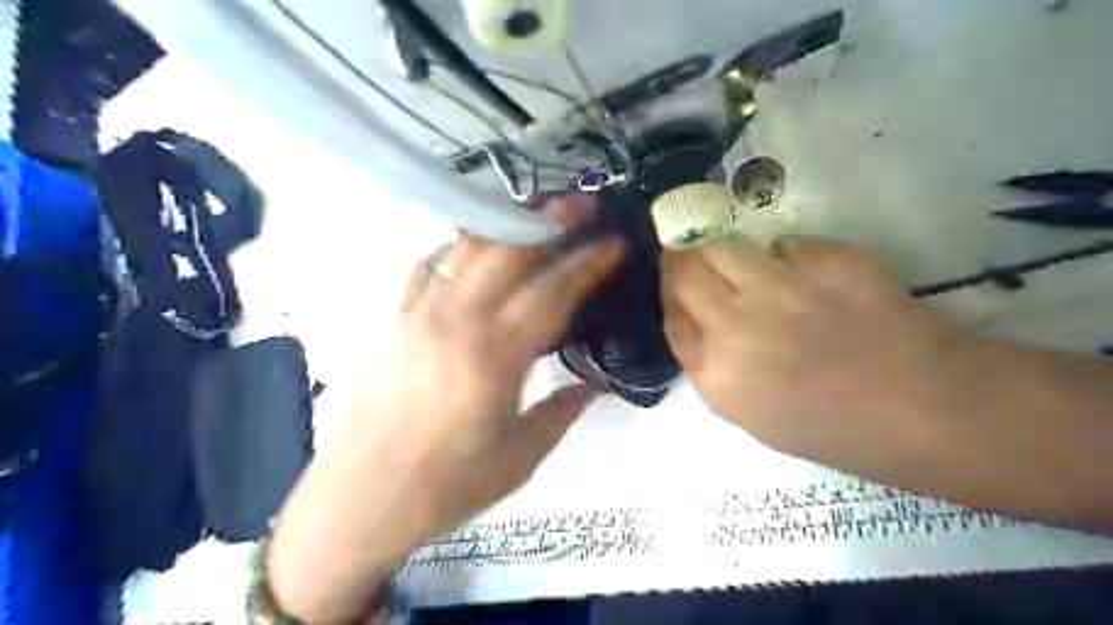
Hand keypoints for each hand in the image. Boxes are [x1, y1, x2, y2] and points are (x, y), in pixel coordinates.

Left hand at [264, 193, 621, 620]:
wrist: (360, 499)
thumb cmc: (446, 486)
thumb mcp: (520, 458)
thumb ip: (563, 411)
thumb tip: (596, 383)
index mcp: (493, 358)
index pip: (551, 292)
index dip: (588, 263)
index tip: (616, 242)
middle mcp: (455, 321)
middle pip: (507, 250)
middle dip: (550, 220)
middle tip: (584, 204)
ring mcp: (420, 313)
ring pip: (467, 247)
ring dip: (508, 223)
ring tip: (538, 213)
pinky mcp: (398, 318)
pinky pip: (431, 264)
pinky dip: (461, 246)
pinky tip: (479, 250)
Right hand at [659, 238, 1112, 531]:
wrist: (929, 411)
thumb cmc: (838, 430)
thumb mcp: (752, 416)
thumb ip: (714, 368)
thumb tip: (701, 322)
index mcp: (718, 375)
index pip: (672, 319)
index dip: (670, 298)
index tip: (676, 288)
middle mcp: (736, 325)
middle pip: (684, 273)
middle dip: (682, 264)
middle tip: (692, 261)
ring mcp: (781, 288)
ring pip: (722, 246)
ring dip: (723, 253)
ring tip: (744, 265)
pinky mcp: (827, 260)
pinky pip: (786, 245)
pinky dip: (787, 258)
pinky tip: (810, 279)